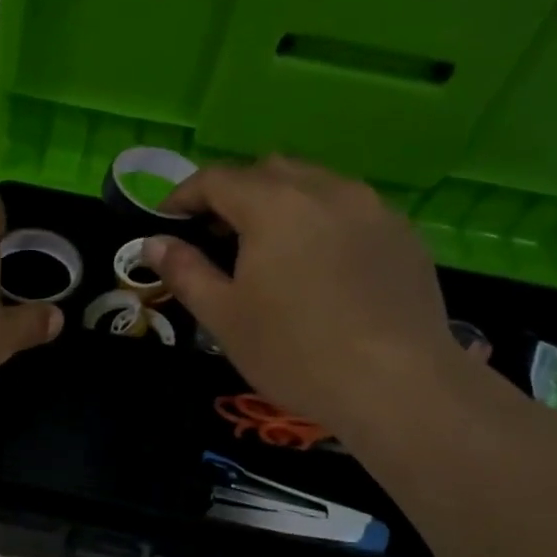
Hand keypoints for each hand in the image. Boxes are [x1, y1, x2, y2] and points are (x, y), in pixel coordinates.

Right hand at [144, 157, 459, 434]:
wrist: (398, 385)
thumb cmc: (295, 351)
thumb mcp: (223, 317)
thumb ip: (185, 271)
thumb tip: (153, 243)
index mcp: (274, 205)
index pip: (216, 178)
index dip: (184, 195)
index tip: (166, 220)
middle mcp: (325, 190)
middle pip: (268, 171)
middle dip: (234, 193)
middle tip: (216, 234)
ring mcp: (372, 208)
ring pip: (314, 184)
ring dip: (281, 202)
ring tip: (269, 248)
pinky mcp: (403, 235)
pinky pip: (350, 210)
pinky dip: (321, 221)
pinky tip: (319, 266)